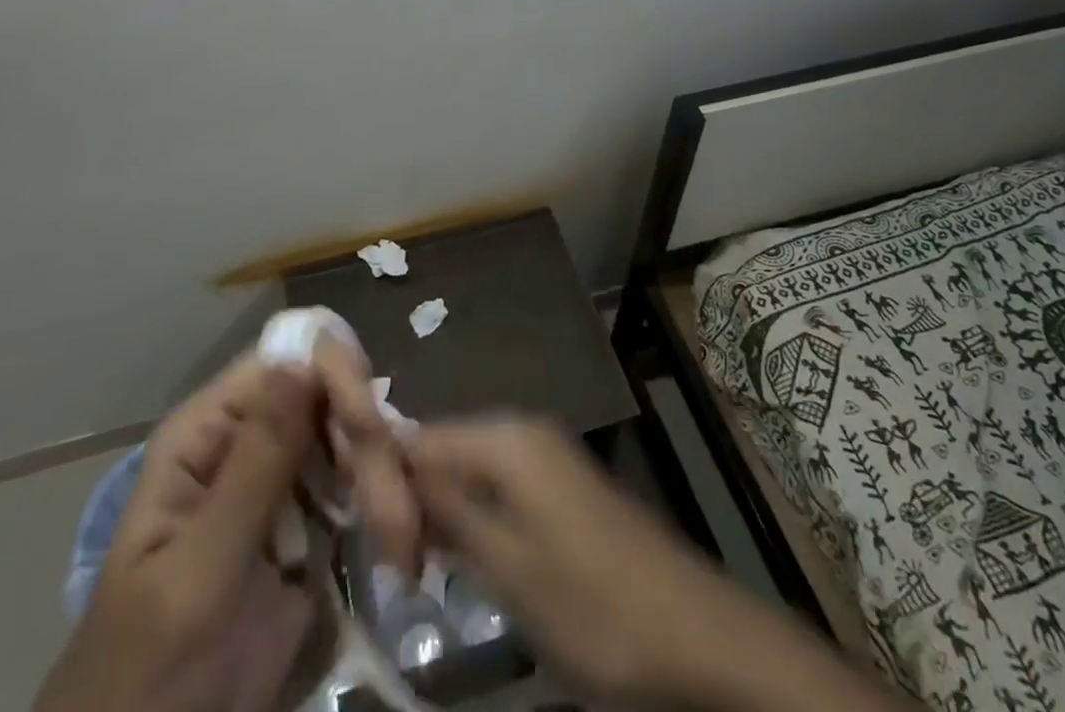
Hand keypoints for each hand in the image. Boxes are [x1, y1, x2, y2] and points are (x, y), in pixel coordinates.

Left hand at [36, 342, 424, 711]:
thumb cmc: (151, 669)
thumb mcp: (200, 571)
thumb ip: (254, 466)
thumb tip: (302, 360)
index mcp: (207, 432)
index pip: (283, 363)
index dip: (332, 377)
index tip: (371, 428)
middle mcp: (247, 441)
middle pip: (325, 397)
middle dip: (366, 441)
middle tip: (394, 511)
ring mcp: (281, 483)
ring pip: (349, 440)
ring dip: (382, 477)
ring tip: (401, 534)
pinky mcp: (310, 526)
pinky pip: (355, 488)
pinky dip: (381, 503)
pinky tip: (400, 534)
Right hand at [413, 416, 748, 700]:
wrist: (698, 634)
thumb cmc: (594, 604)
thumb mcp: (509, 568)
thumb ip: (448, 514)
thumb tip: (393, 472)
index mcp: (505, 438)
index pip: (421, 437)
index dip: (387, 479)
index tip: (367, 537)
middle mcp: (522, 430)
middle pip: (445, 448)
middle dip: (415, 497)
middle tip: (394, 561)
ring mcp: (546, 455)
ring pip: (470, 468)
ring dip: (443, 510)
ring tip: (419, 563)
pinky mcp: (561, 485)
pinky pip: (499, 485)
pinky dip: (475, 515)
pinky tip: (465, 555)